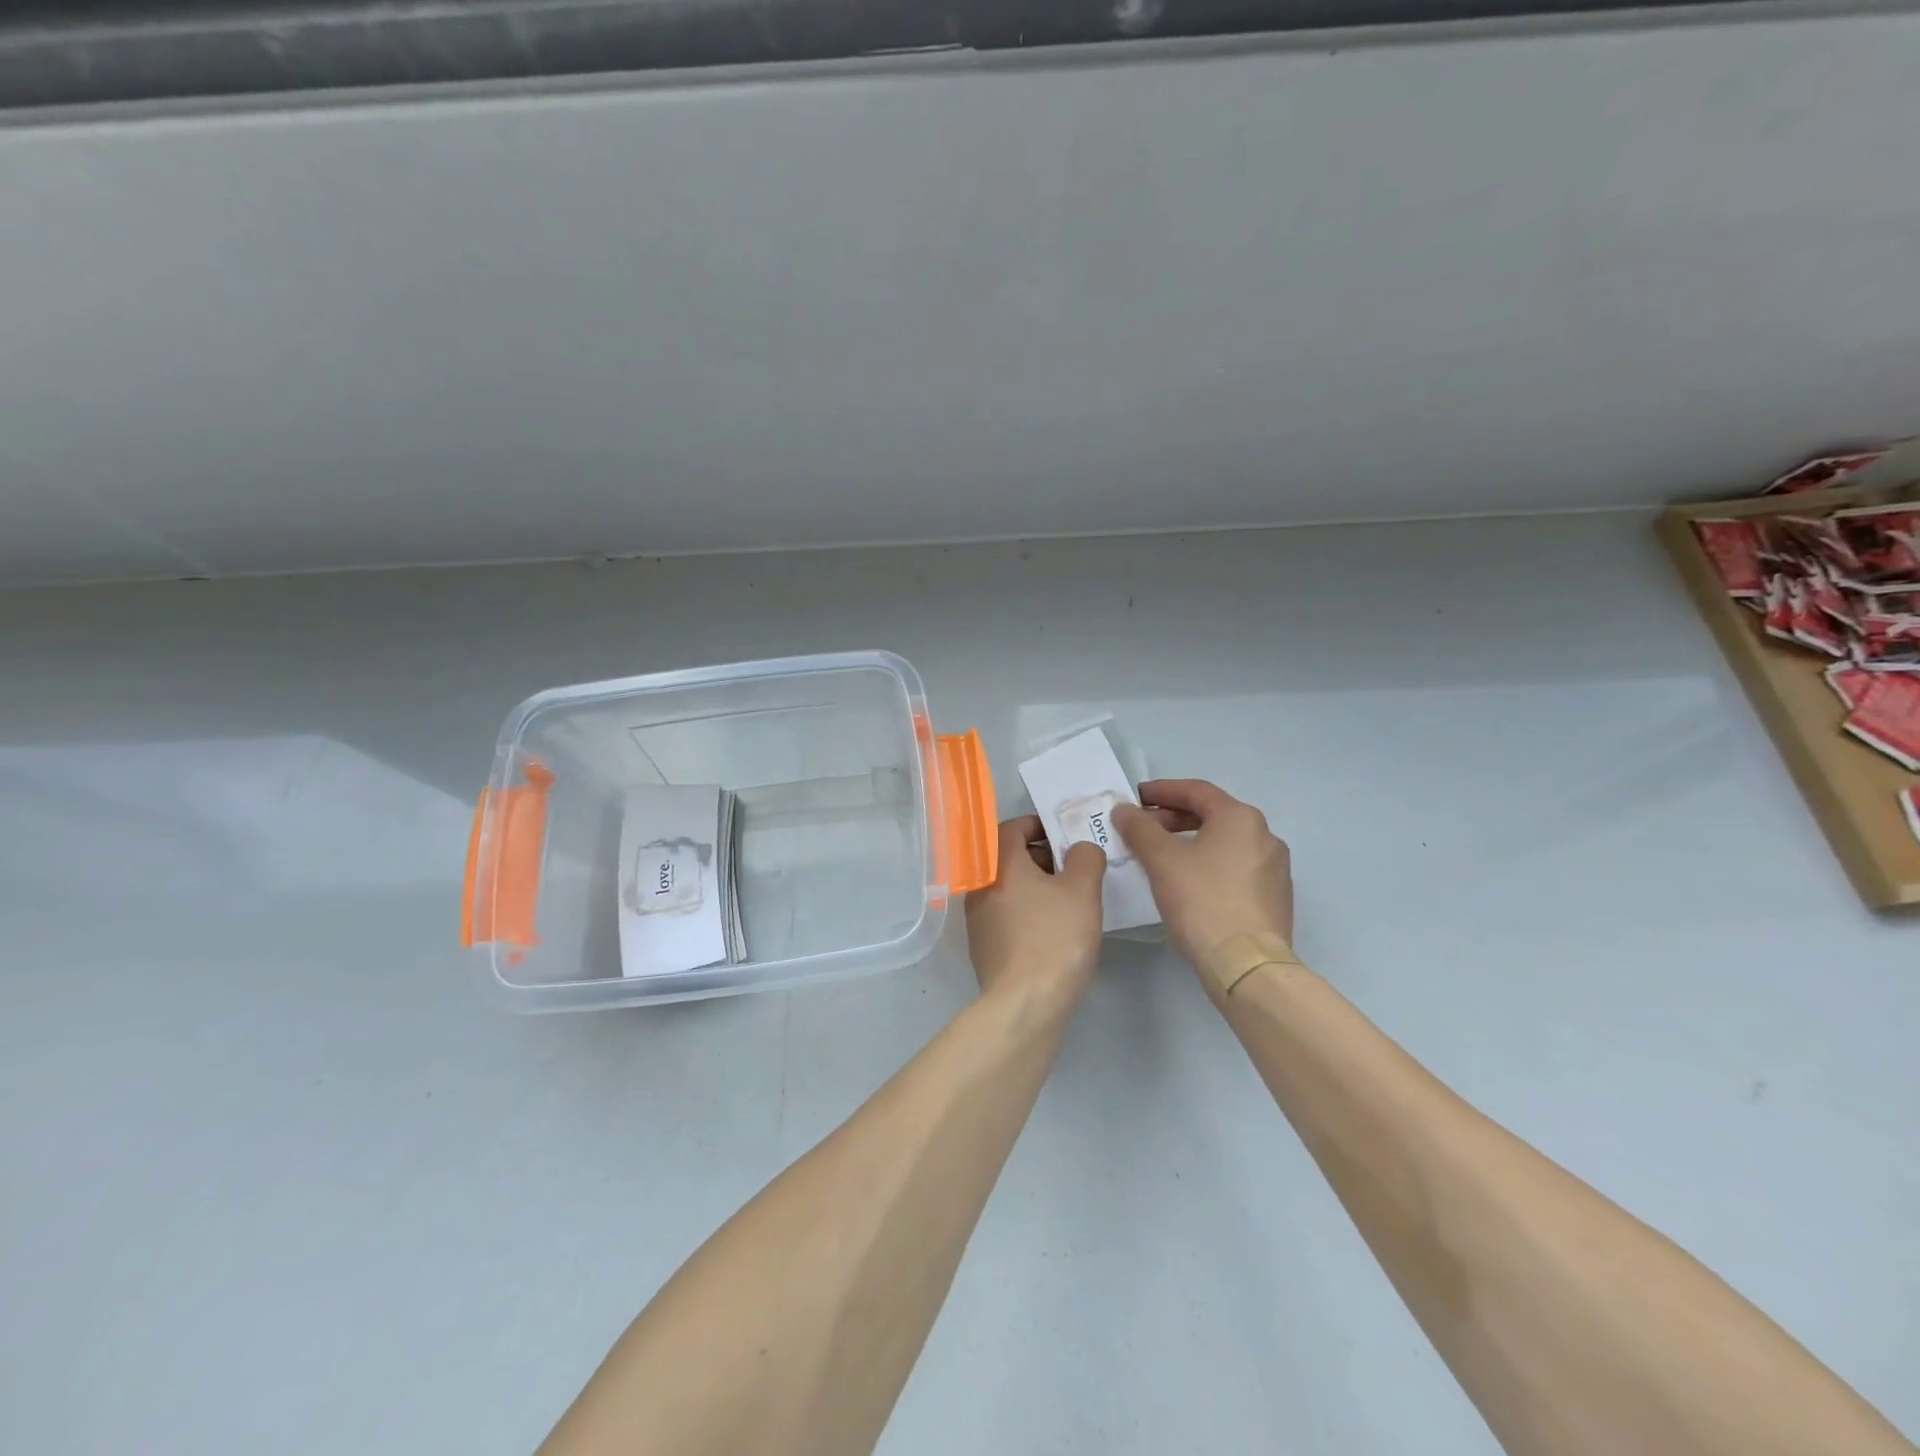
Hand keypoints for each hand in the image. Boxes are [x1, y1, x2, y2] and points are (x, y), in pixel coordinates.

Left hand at [964, 815, 1106, 1000]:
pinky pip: (1006, 915)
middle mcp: (980, 886)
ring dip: (1035, 885)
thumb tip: (1079, 848)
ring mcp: (977, 919)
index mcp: (998, 864)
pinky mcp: (983, 947)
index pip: (1010, 827)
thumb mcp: (1083, 890)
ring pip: (1008, 887)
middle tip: (1073, 867)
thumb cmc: (1055, 937)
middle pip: (1008, 857)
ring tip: (1069, 899)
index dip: (1037, 824)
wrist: (1025, 1003)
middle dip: (1041, 856)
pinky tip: (1053, 929)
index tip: (1063, 834)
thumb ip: (1085, 857)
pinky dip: (1027, 911)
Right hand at [1112, 780, 1292, 969]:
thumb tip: (1125, 810)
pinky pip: (1236, 867)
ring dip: (1191, 842)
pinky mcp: (1275, 897)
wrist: (1247, 964)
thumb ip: (1139, 828)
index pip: (1196, 791)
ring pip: (1225, 842)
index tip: (1135, 798)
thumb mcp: (1161, 860)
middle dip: (1173, 819)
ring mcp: (1274, 868)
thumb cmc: (1202, 901)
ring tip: (1161, 857)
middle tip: (1143, 830)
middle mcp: (1264, 835)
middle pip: (1212, 815)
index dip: (1161, 791)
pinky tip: (1189, 883)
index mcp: (1240, 818)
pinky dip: (1209, 864)